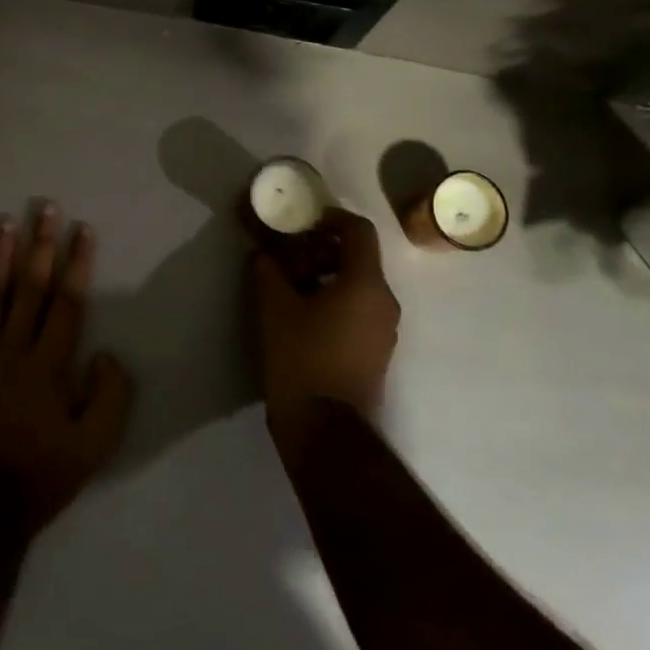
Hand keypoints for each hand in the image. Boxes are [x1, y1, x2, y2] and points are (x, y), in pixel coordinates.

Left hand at [0, 203, 134, 532]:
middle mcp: (13, 350)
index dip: (77, 262)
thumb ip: (111, 395)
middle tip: (44, 207)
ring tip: (3, 224)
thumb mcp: (96, 445)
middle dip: (40, 244)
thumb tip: (106, 352)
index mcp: (50, 364)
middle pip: (29, 287)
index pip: (67, 301)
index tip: (83, 228)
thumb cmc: (43, 474)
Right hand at [248, 208, 399, 424]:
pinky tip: (305, 315)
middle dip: (324, 250)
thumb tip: (264, 254)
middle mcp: (385, 302)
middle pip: (359, 258)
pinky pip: (360, 310)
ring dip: (328, 276)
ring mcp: (385, 330)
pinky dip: (336, 300)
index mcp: (366, 284)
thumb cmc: (302, 358)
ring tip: (292, 286)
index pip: (359, 231)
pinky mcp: (376, 353)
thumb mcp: (275, 307)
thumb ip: (268, 270)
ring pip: (359, 286)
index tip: (304, 222)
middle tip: (291, 256)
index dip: (332, 218)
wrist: (324, 430)